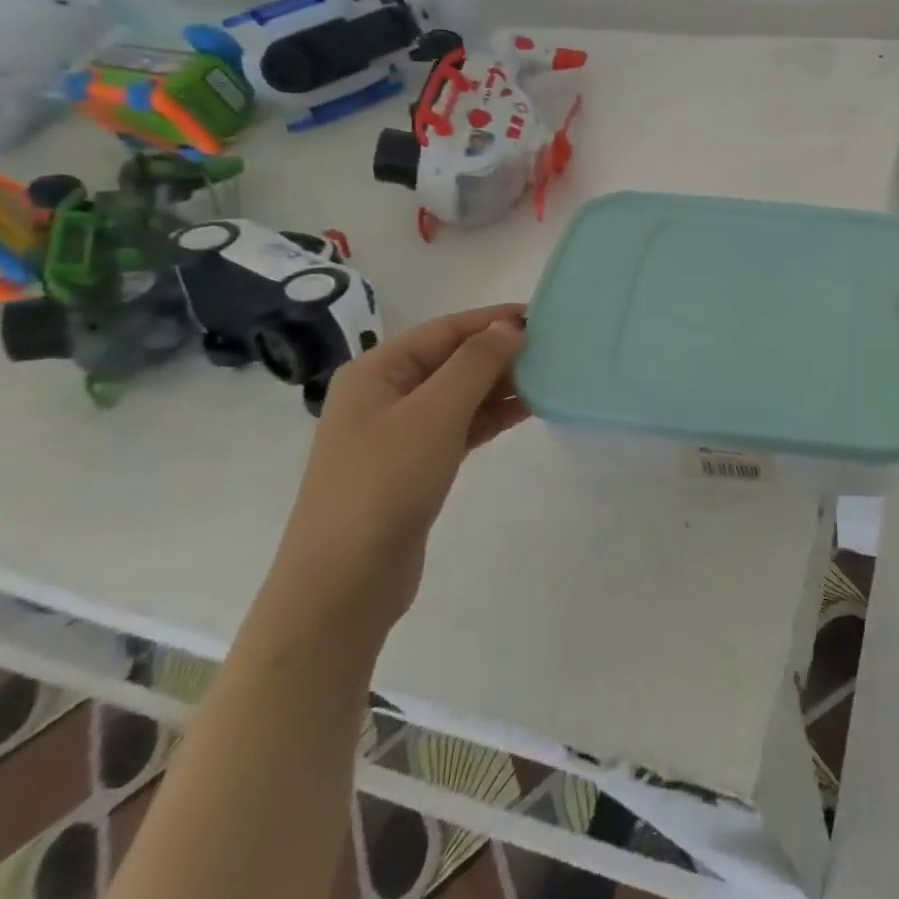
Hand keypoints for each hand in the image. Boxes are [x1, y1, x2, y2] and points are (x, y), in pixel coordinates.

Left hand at [265, 305, 528, 638]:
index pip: (444, 330)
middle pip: (451, 360)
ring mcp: (397, 433)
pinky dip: (490, 417)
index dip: (493, 319)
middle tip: (554, 349)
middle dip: (500, 352)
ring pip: (459, 395)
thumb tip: (510, 326)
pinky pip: (459, 426)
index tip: (541, 316)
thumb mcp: (435, 413)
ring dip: (500, 385)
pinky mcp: (414, 466)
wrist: (344, 582)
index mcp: (377, 371)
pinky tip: (526, 411)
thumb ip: (476, 364)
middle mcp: (384, 394)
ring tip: (549, 377)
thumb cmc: (385, 483)